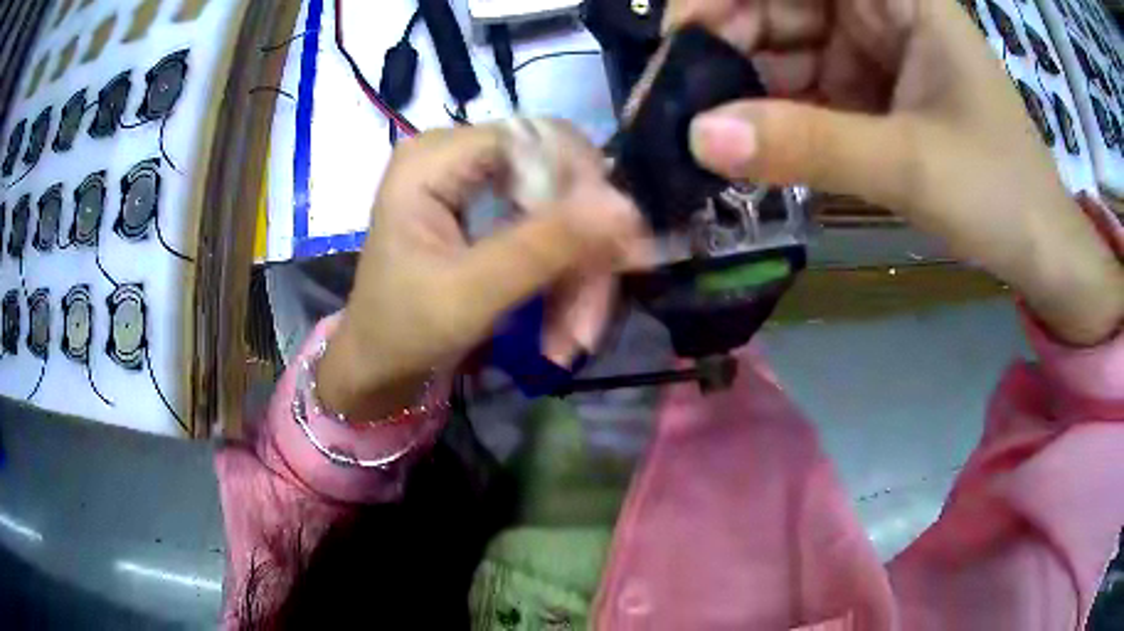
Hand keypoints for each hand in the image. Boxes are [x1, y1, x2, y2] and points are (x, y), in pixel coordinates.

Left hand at [317, 122, 644, 417]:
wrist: (379, 364)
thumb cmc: (403, 331)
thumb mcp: (470, 295)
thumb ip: (543, 247)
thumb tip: (624, 206)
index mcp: (432, 158)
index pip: (536, 139)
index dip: (585, 188)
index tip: (616, 252)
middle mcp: (456, 154)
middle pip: (556, 175)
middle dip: (583, 250)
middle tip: (589, 320)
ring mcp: (474, 180)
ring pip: (562, 207)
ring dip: (578, 276)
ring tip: (572, 338)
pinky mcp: (488, 208)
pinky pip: (551, 229)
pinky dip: (564, 278)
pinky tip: (563, 326)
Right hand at [669, 0, 1122, 344]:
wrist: (1040, 252)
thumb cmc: (1001, 194)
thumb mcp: (911, 165)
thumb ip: (809, 145)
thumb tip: (698, 139)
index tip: (680, 35)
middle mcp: (881, 12)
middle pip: (784, 4)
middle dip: (731, 43)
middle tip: (683, 100)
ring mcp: (876, 53)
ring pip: (790, 49)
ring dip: (750, 86)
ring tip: (709, 131)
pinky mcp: (876, 95)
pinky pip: (811, 90)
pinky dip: (781, 115)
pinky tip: (755, 143)